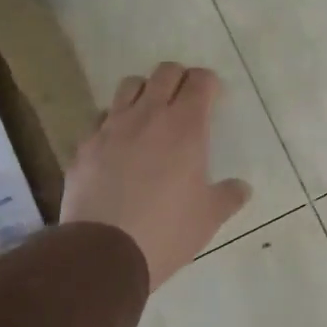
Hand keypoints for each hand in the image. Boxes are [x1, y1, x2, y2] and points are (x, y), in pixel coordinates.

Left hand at [61, 63, 251, 289]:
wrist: (104, 252)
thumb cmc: (167, 231)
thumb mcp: (209, 218)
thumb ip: (228, 196)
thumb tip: (242, 188)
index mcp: (185, 128)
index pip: (200, 82)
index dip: (209, 83)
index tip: (214, 96)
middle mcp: (148, 117)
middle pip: (165, 73)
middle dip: (180, 78)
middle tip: (186, 99)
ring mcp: (111, 129)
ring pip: (129, 86)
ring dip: (145, 92)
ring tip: (151, 114)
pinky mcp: (85, 147)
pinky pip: (102, 119)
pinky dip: (115, 122)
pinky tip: (119, 145)